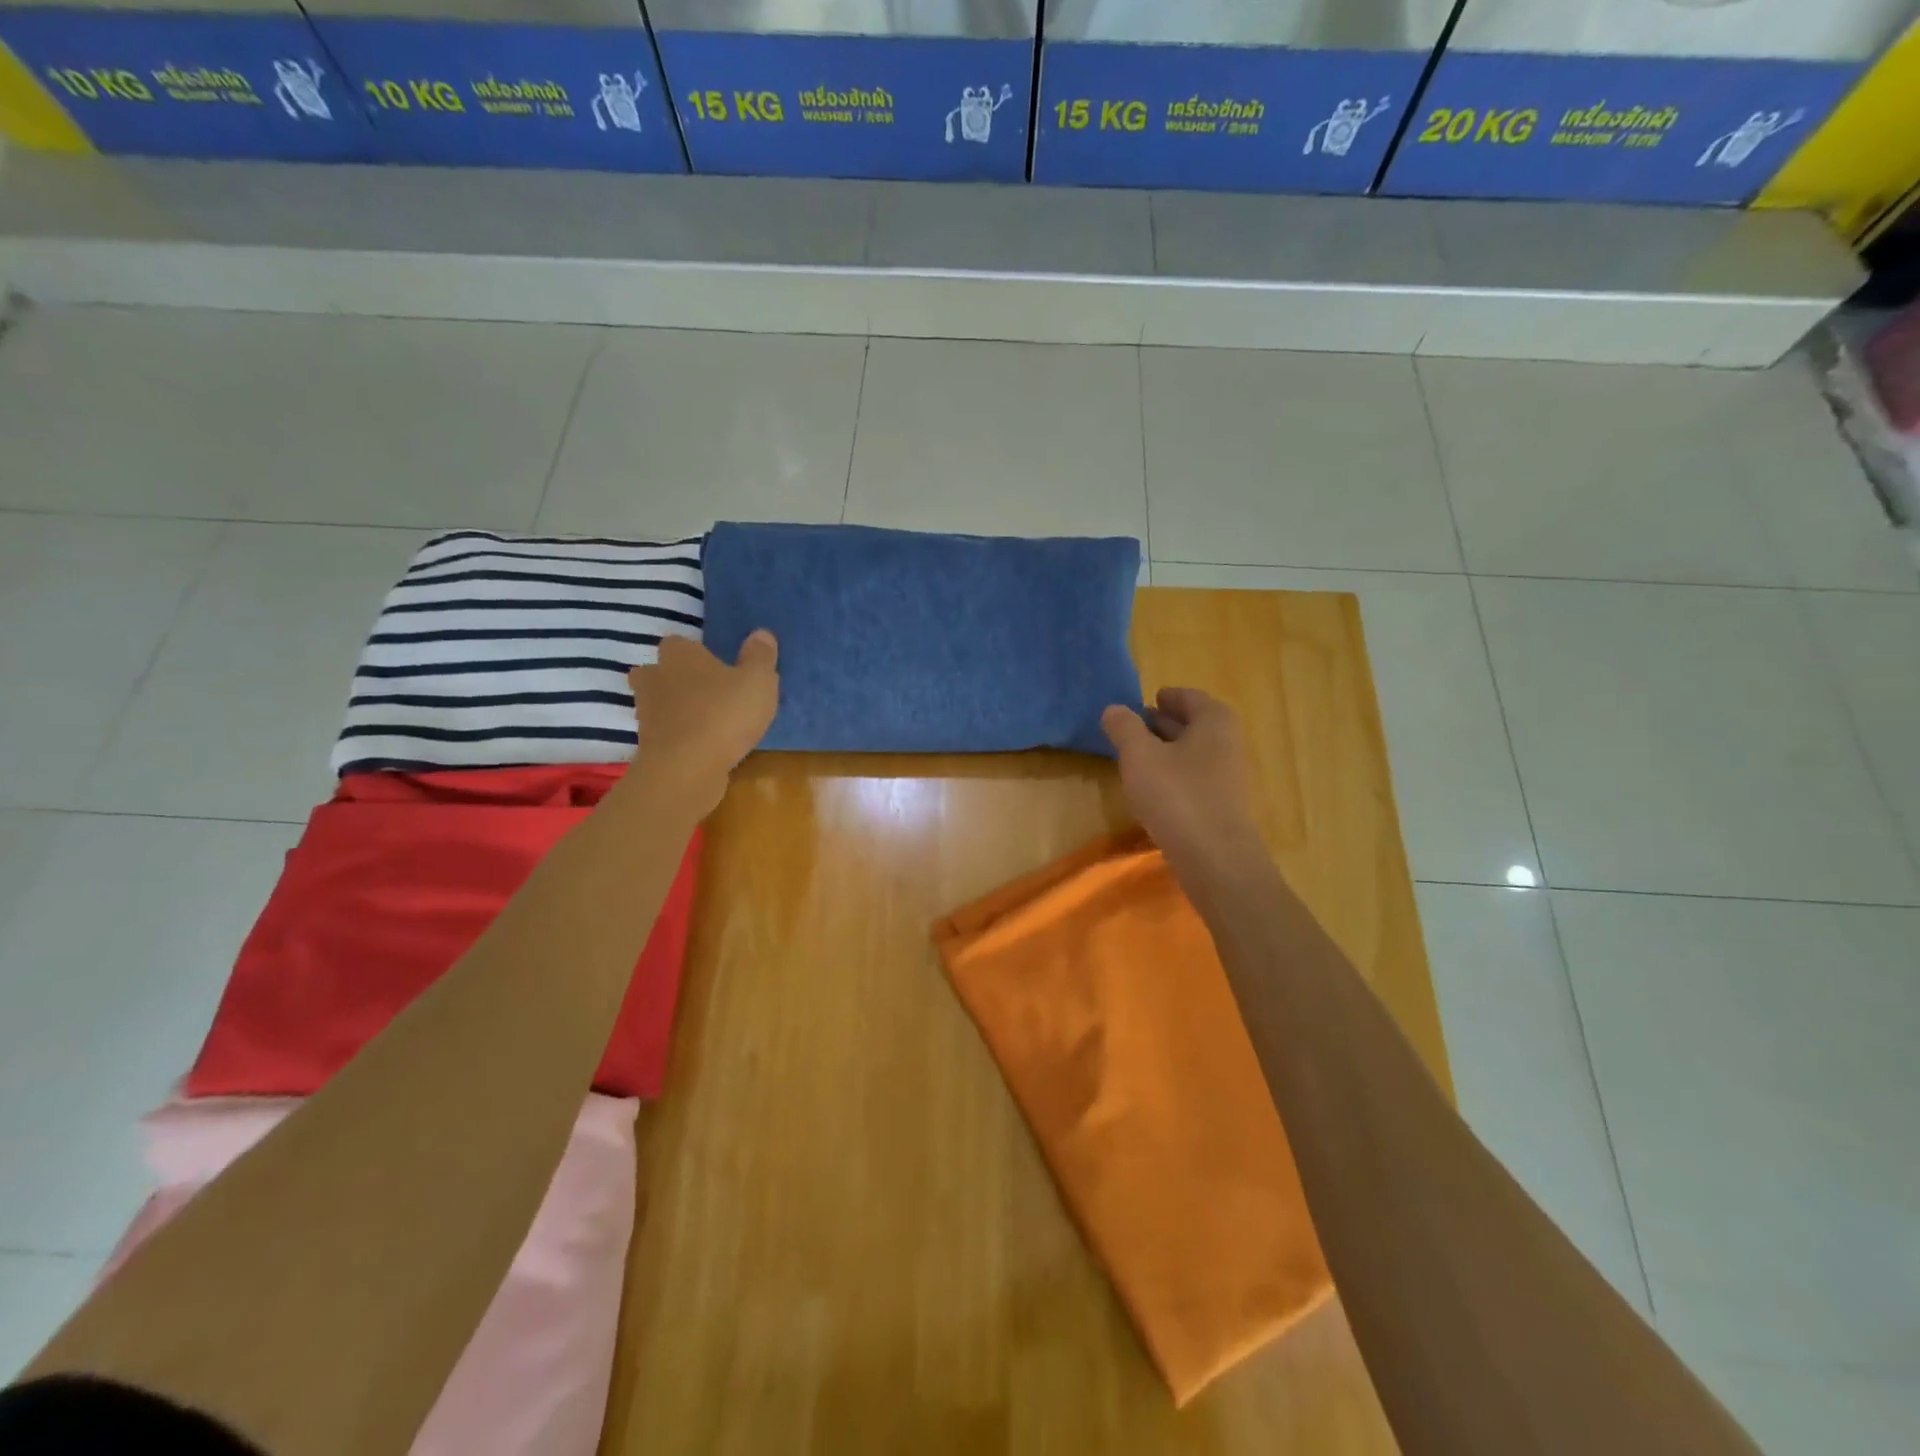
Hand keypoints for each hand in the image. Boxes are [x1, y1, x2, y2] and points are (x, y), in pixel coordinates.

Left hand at [628, 630, 778, 813]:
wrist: (686, 769)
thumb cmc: (724, 714)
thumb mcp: (758, 681)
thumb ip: (760, 656)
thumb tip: (761, 633)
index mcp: (680, 654)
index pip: (679, 642)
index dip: (696, 652)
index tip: (717, 665)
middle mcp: (655, 677)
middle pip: (658, 671)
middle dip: (676, 678)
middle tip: (706, 690)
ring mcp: (647, 713)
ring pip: (658, 703)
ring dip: (676, 709)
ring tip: (707, 720)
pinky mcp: (648, 744)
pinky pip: (665, 732)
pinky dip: (679, 735)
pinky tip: (703, 745)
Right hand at [1102, 688, 1264, 879]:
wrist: (1216, 860)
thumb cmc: (1177, 797)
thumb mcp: (1139, 756)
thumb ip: (1124, 728)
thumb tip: (1114, 709)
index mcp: (1213, 721)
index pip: (1188, 697)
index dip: (1165, 697)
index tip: (1144, 700)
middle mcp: (1227, 743)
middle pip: (1193, 724)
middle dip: (1163, 723)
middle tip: (1132, 726)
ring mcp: (1227, 777)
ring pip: (1192, 753)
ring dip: (1166, 750)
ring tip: (1135, 756)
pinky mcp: (1221, 805)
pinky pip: (1194, 778)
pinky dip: (1173, 775)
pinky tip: (1151, 789)